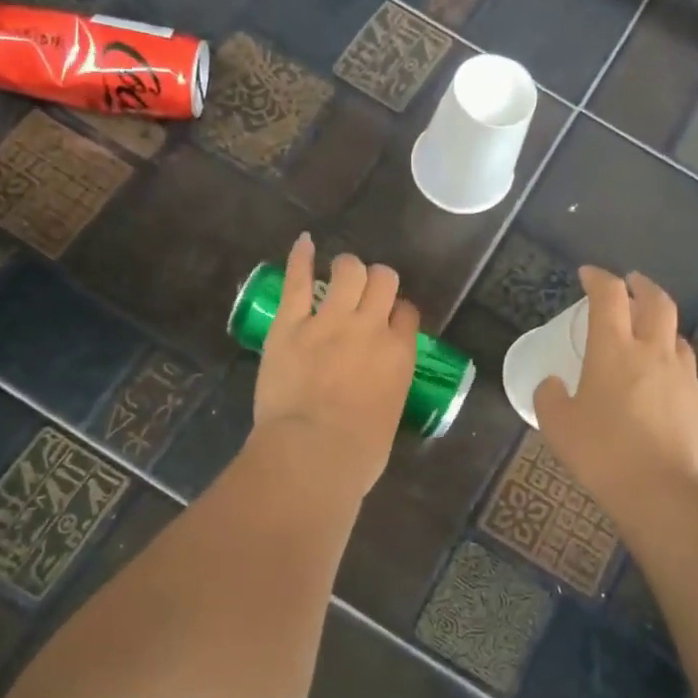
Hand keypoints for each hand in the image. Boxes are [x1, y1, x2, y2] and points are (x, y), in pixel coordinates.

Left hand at [250, 234, 418, 501]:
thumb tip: (375, 395)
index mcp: (399, 354)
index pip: (407, 313)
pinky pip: (298, 280)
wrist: (313, 454)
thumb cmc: (357, 455)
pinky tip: (304, 242)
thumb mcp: (388, 420)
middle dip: (377, 282)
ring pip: (348, 270)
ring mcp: (329, 321)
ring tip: (340, 273)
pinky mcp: (291, 323)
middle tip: (364, 293)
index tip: (387, 320)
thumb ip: (386, 393)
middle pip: (383, 281)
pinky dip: (301, 257)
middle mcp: (370, 328)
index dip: (397, 312)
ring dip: (347, 268)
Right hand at [534, 267, 697, 516]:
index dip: (598, 278)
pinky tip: (660, 380)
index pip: (609, 296)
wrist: (665, 492)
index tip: (587, 274)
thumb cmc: (603, 453)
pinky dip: (670, 360)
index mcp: (614, 350)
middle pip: (656, 301)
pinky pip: (685, 368)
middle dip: (641, 285)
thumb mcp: (557, 426)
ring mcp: (683, 376)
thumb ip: (550, 397)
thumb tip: (553, 383)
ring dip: (661, 322)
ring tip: (647, 331)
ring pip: (676, 333)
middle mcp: (653, 352)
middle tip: (630, 283)